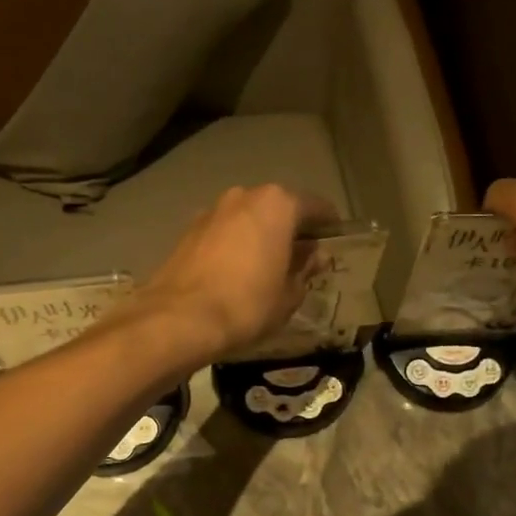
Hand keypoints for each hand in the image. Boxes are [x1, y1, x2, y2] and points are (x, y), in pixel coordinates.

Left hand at [133, 185, 337, 364]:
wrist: (179, 319)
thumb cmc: (247, 304)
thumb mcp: (289, 294)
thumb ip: (305, 269)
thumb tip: (314, 256)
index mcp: (277, 204)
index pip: (315, 207)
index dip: (329, 225)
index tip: (335, 241)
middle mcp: (244, 196)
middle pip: (279, 208)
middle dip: (292, 230)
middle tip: (303, 258)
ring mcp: (212, 211)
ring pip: (248, 219)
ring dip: (261, 236)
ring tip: (269, 267)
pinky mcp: (188, 231)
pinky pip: (225, 233)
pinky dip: (236, 245)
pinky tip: (238, 272)